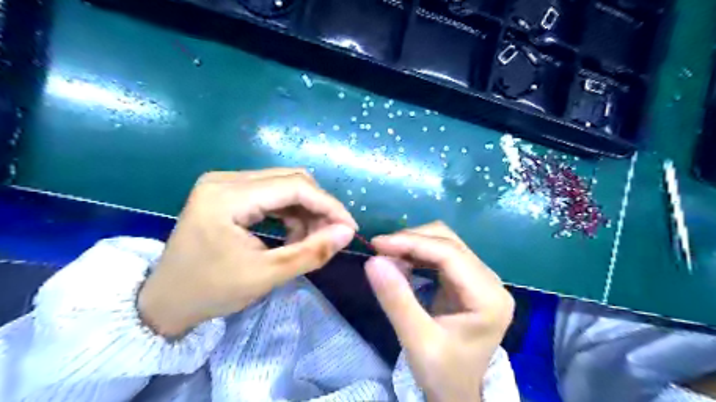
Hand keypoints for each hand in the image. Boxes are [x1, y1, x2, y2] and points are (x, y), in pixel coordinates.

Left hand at [137, 167, 358, 336]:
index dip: (329, 205)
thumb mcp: (266, 275)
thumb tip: (348, 232)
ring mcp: (225, 183)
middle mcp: (226, 179)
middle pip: (291, 180)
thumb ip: (311, 252)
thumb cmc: (211, 291)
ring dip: (305, 210)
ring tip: (311, 239)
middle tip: (332, 235)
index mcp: (228, 196)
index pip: (295, 186)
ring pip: (284, 185)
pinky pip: (271, 193)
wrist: (165, 301)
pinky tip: (293, 234)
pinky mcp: (228, 192)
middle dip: (318, 207)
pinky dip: (290, 212)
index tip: (350, 228)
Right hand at [366, 222, 510, 399]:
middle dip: (412, 241)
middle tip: (380, 251)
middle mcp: (490, 281)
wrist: (458, 394)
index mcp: (489, 297)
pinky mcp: (468, 281)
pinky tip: (401, 262)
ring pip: (445, 243)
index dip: (412, 243)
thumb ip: (396, 300)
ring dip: (413, 245)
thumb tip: (373, 260)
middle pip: (449, 242)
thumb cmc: (443, 374)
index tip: (377, 244)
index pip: (450, 254)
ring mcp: (481, 279)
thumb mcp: (417, 341)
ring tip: (387, 257)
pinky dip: (418, 254)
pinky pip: (441, 255)